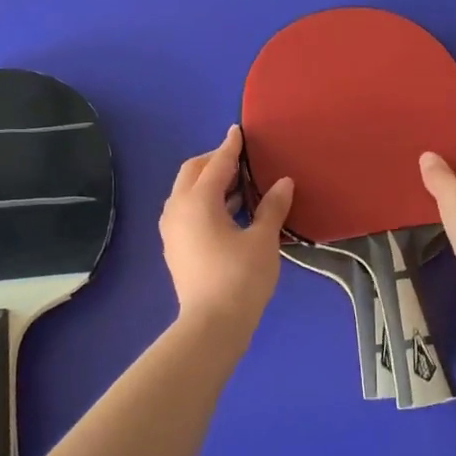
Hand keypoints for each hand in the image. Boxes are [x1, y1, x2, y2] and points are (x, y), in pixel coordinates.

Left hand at [160, 126, 293, 337]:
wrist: (212, 324)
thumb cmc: (240, 277)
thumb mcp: (263, 239)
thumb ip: (272, 207)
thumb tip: (284, 182)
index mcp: (198, 200)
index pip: (217, 163)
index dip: (230, 146)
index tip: (238, 131)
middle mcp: (177, 209)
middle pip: (193, 172)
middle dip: (215, 161)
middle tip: (240, 161)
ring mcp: (172, 229)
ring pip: (186, 193)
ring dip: (209, 183)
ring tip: (239, 187)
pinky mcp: (174, 247)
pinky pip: (186, 211)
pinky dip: (204, 202)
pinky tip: (228, 213)